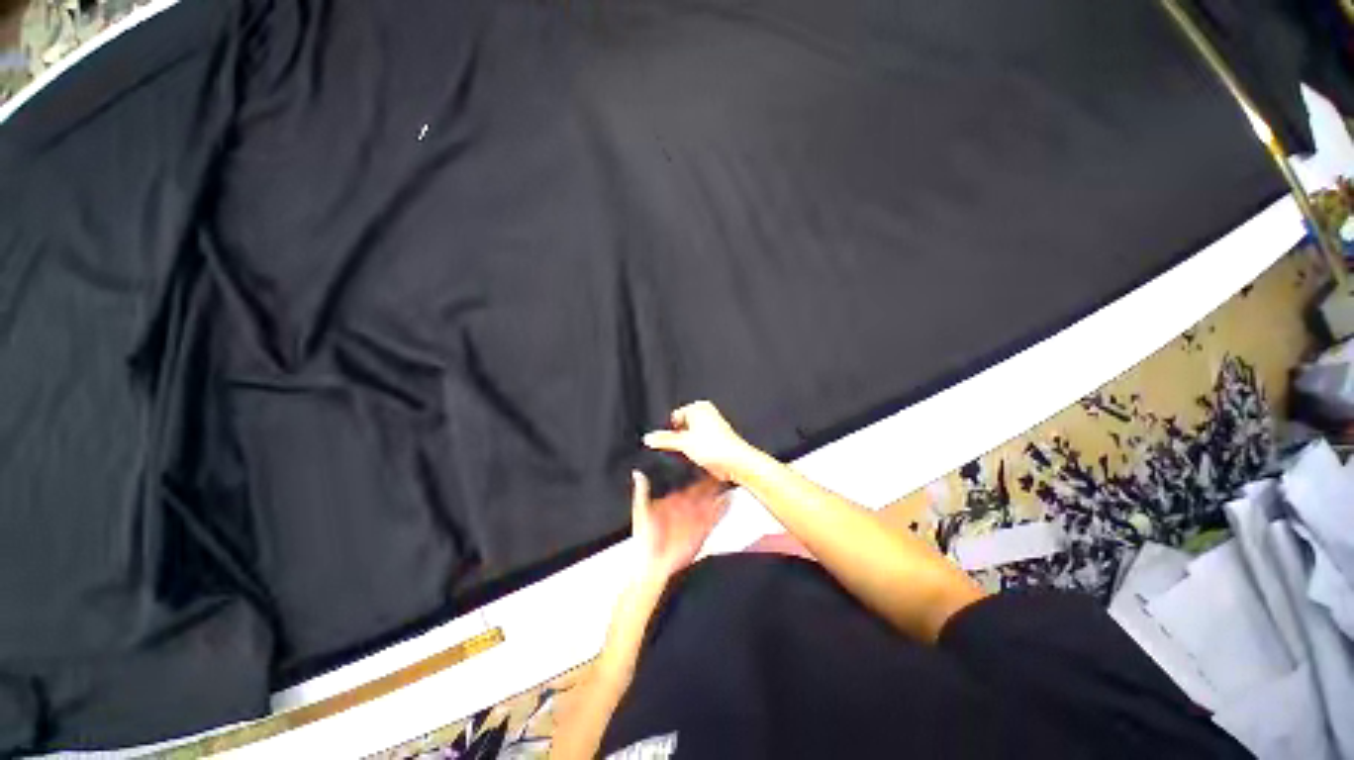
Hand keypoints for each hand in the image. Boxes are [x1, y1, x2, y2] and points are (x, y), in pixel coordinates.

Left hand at [630, 470, 727, 581]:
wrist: (653, 564)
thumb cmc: (644, 538)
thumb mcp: (641, 511)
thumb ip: (643, 491)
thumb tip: (638, 472)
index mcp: (673, 500)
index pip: (687, 483)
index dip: (696, 473)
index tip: (704, 461)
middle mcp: (687, 507)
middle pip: (703, 490)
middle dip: (712, 480)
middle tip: (722, 467)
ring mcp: (696, 518)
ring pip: (711, 500)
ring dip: (720, 491)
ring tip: (730, 479)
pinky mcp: (703, 530)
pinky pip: (716, 517)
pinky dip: (724, 508)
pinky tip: (730, 499)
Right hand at [642, 401, 758, 481]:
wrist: (736, 461)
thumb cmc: (715, 447)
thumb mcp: (683, 443)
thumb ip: (664, 440)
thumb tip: (649, 438)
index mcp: (698, 407)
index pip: (675, 416)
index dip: (670, 429)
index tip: (666, 441)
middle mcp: (706, 413)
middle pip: (683, 426)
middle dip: (679, 437)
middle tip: (679, 450)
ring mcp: (713, 425)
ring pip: (692, 436)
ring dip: (688, 446)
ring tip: (691, 455)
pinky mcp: (717, 439)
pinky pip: (700, 443)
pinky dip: (697, 450)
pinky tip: (699, 459)